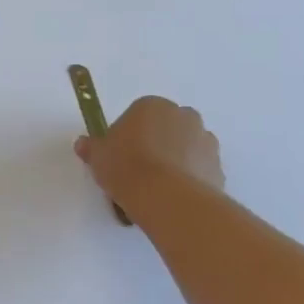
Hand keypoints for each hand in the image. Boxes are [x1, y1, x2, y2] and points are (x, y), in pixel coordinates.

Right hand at [75, 95, 224, 212]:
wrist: (167, 198)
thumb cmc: (126, 165)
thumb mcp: (97, 156)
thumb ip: (91, 147)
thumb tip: (83, 144)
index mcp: (152, 105)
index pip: (139, 113)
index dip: (128, 133)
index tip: (119, 153)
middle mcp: (184, 117)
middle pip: (168, 127)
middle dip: (158, 142)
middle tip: (138, 167)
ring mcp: (206, 142)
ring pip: (187, 148)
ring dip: (176, 160)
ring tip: (156, 187)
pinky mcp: (219, 168)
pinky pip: (200, 170)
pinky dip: (189, 179)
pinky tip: (172, 197)